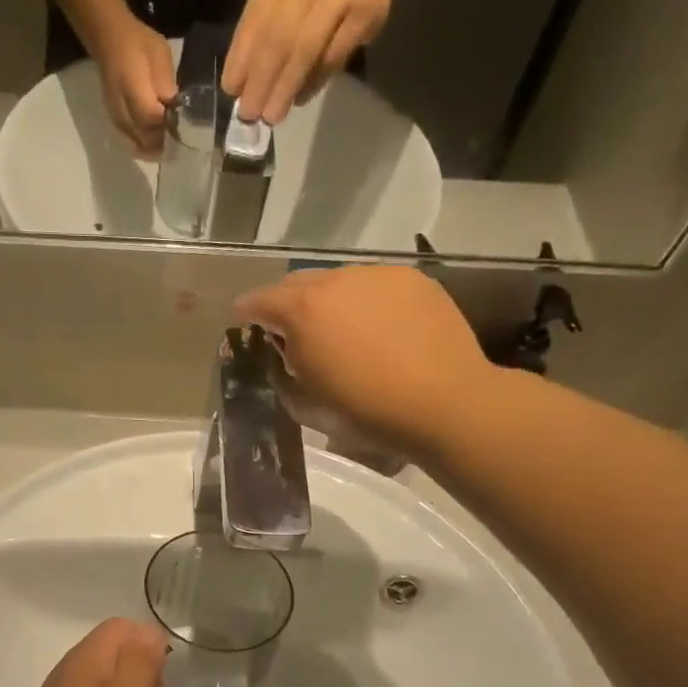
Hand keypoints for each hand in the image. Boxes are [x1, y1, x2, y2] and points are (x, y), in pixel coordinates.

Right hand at [89, 16, 176, 156]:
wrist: (109, 40)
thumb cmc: (138, 43)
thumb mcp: (160, 54)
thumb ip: (166, 83)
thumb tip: (174, 109)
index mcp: (132, 88)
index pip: (153, 118)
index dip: (170, 126)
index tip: (185, 126)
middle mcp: (122, 109)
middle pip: (146, 138)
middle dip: (165, 141)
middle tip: (181, 137)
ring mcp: (116, 119)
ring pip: (139, 145)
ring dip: (155, 147)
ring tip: (171, 142)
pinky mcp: (116, 123)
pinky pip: (133, 143)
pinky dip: (146, 146)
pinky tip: (157, 141)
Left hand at [221, 0, 396, 124]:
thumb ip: (258, 33)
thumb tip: (241, 86)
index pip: (253, 25)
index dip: (240, 61)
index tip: (231, 92)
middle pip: (277, 40)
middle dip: (260, 82)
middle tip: (249, 114)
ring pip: (306, 51)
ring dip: (285, 88)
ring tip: (272, 116)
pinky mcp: (364, 15)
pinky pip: (333, 57)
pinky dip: (313, 82)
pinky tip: (299, 99)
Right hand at [233, 265, 492, 450]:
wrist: (444, 403)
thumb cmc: (367, 411)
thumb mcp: (307, 401)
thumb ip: (286, 368)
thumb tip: (286, 351)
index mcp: (303, 310)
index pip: (260, 300)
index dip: (247, 312)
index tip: (242, 321)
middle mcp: (337, 280)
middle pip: (299, 282)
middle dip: (288, 303)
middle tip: (290, 329)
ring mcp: (379, 275)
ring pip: (339, 280)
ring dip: (329, 300)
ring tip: (339, 328)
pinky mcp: (413, 280)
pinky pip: (375, 285)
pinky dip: (366, 301)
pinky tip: (378, 328)